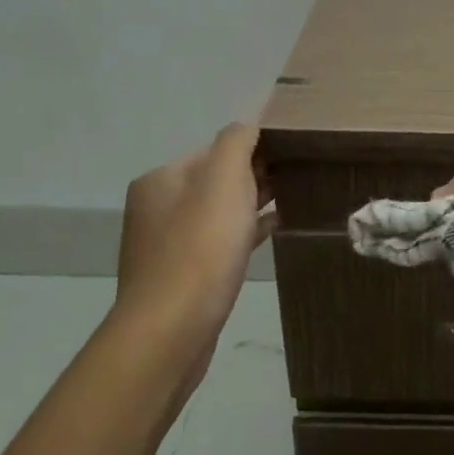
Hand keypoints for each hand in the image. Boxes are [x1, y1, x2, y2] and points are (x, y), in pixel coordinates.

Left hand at [112, 124, 276, 402]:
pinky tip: (273, 233)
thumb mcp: (224, 179)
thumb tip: (247, 125)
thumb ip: (236, 142)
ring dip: (252, 206)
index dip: (253, 151)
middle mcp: (156, 208)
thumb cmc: (201, 247)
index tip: (290, 157)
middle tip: (296, 179)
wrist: (172, 329)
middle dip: (254, 178)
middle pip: (215, 181)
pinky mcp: (181, 278)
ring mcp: (166, 245)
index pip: (214, 150)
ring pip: (219, 214)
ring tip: (293, 202)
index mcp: (160, 179)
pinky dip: (245, 234)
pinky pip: (219, 244)